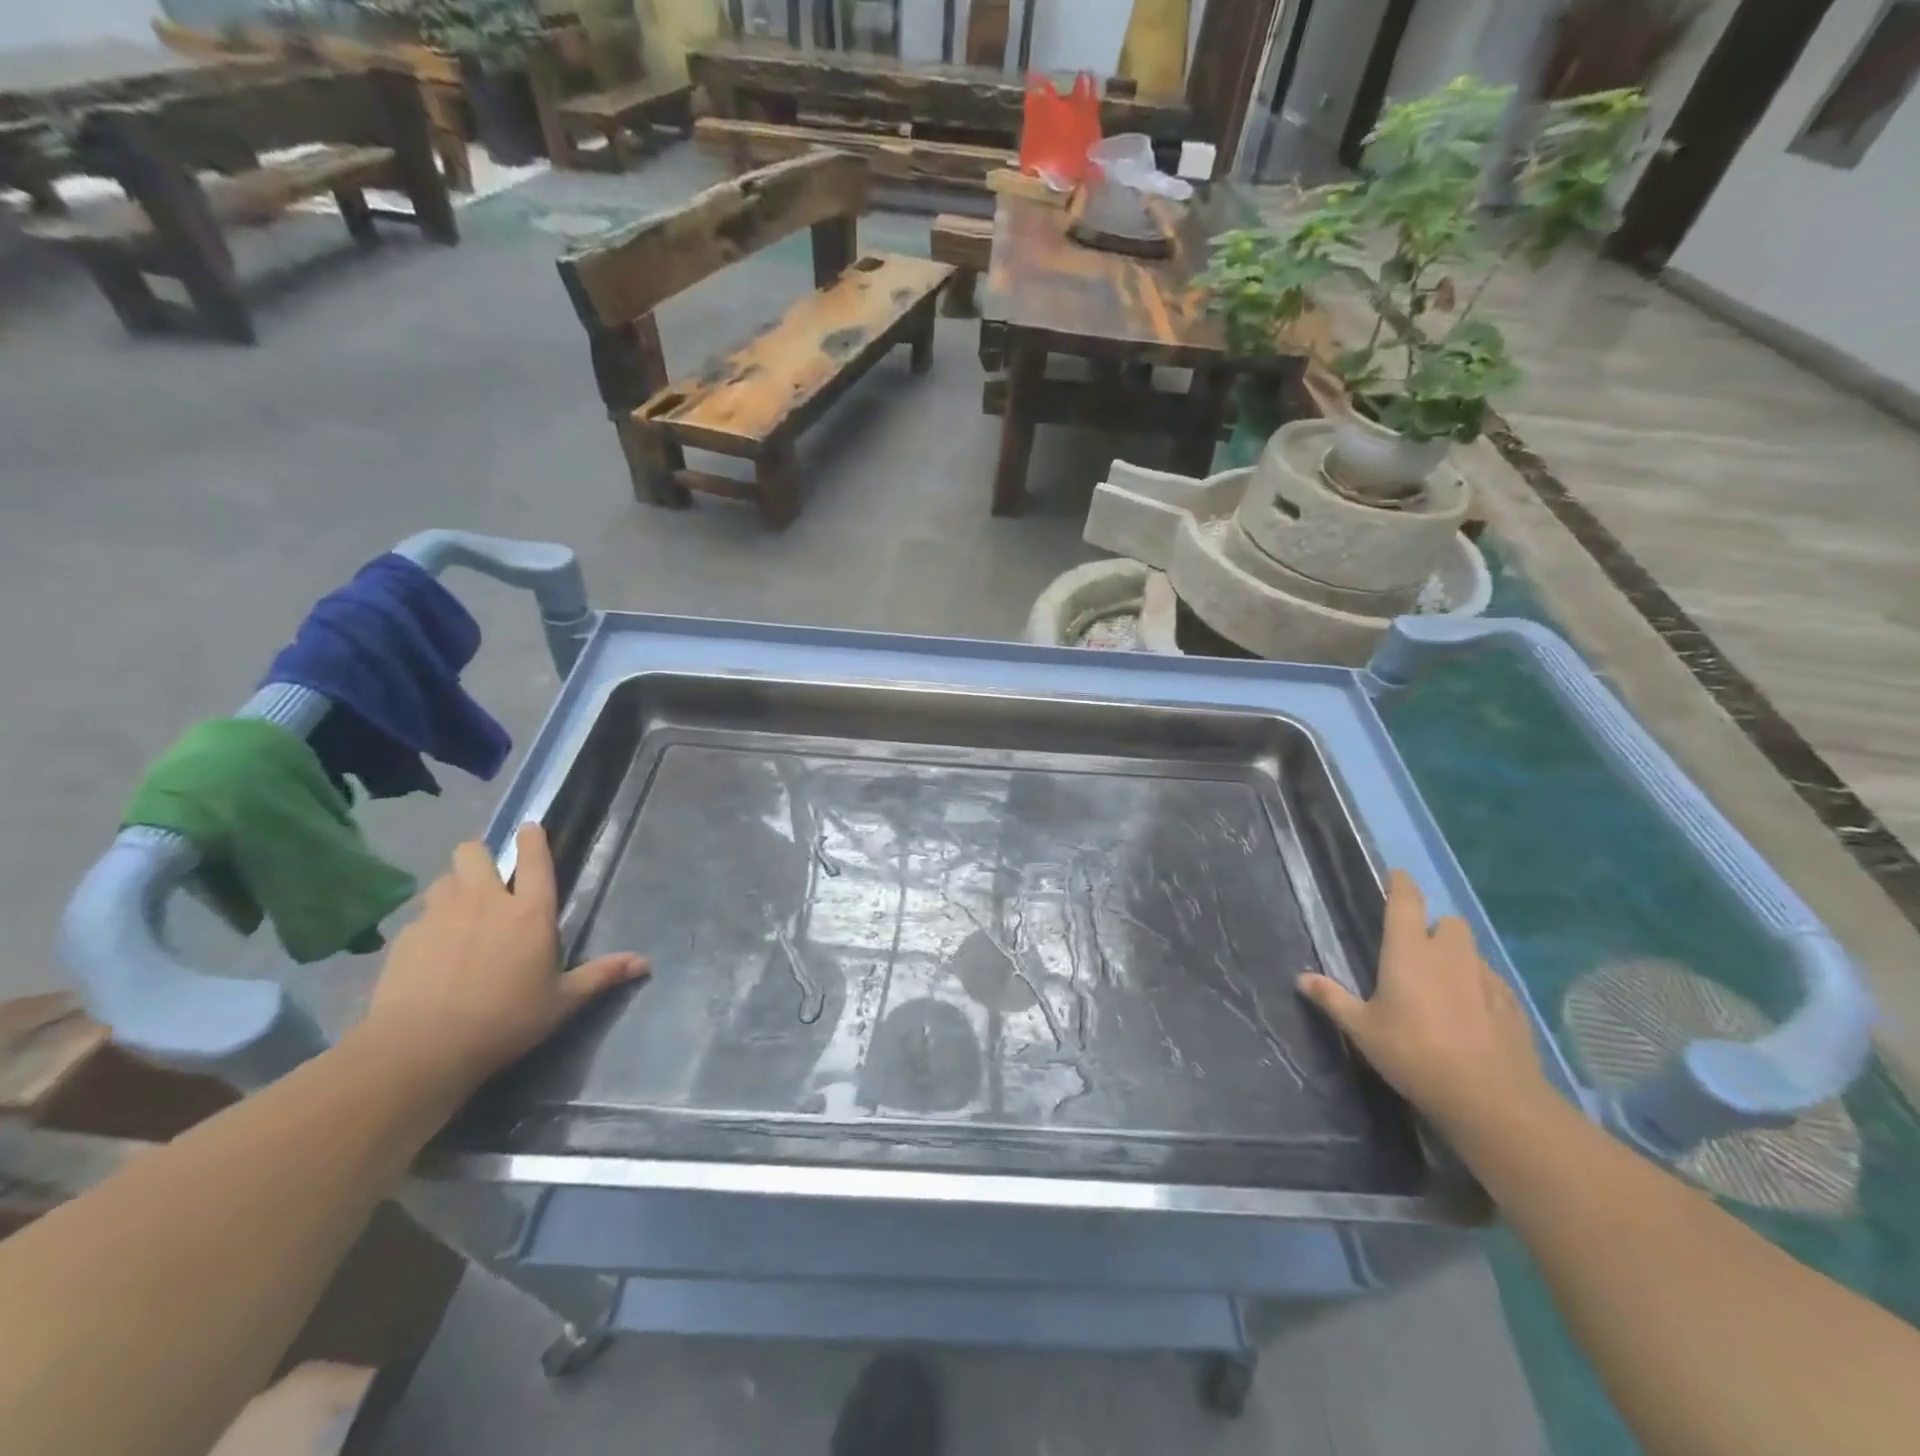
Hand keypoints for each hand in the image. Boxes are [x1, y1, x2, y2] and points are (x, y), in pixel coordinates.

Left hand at [363, 823, 648, 1098]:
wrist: (420, 1047)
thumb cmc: (505, 1020)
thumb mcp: (562, 1001)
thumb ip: (601, 975)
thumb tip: (645, 963)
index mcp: (529, 912)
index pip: (535, 859)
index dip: (533, 839)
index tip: (530, 828)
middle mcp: (484, 902)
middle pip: (473, 852)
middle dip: (480, 857)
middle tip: (488, 881)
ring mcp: (440, 916)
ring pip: (444, 879)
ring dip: (454, 888)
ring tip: (459, 913)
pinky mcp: (405, 937)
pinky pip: (420, 916)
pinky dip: (429, 924)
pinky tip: (432, 952)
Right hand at [1297, 870, 1546, 1136]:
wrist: (1491, 1098)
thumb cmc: (1414, 1053)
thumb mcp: (1362, 1029)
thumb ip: (1333, 999)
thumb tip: (1301, 978)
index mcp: (1410, 951)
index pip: (1406, 902)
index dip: (1401, 884)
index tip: (1397, 875)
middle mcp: (1450, 955)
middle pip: (1449, 922)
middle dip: (1435, 928)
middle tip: (1418, 950)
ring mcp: (1487, 978)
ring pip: (1472, 952)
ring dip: (1457, 958)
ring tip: (1443, 985)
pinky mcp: (1512, 1005)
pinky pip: (1492, 982)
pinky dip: (1480, 987)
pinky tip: (1472, 1014)